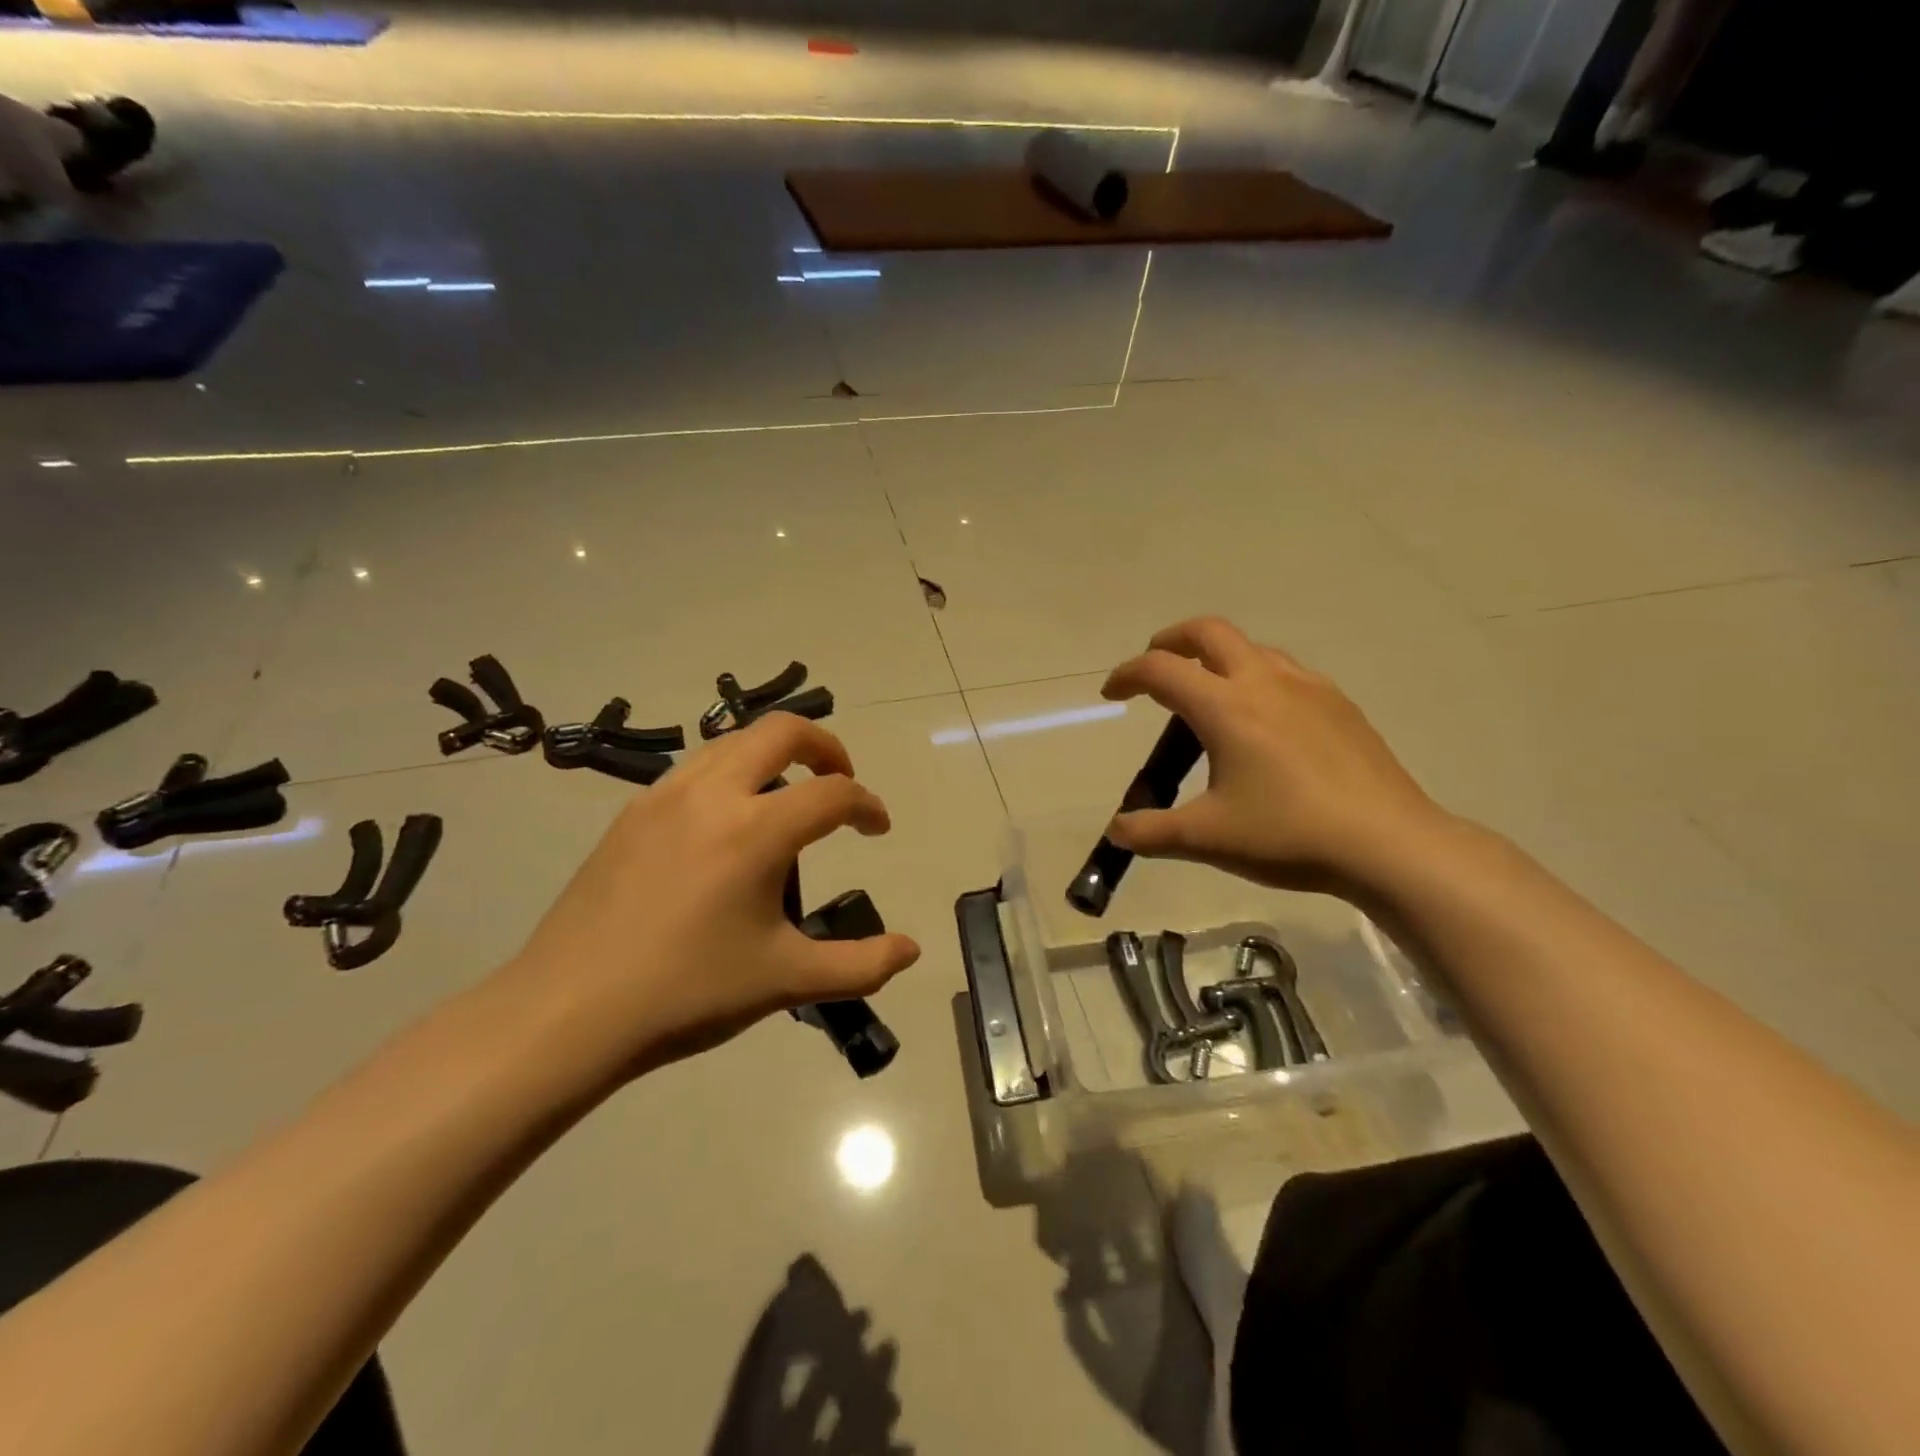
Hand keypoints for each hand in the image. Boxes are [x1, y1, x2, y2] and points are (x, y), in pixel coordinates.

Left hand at [497, 713, 920, 1076]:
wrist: (568, 1011)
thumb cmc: (687, 992)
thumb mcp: (786, 981)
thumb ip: (860, 965)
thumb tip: (910, 951)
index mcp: (756, 830)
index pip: (833, 793)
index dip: (867, 805)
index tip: (878, 829)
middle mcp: (712, 794)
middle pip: (782, 732)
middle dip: (826, 746)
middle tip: (840, 781)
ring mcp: (664, 796)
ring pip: (733, 742)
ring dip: (774, 755)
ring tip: (786, 798)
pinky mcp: (632, 812)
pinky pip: (695, 768)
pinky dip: (731, 773)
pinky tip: (726, 824)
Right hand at [1101, 617, 1453, 897]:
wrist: (1389, 844)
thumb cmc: (1289, 835)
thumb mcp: (1207, 839)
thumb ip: (1151, 832)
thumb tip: (1117, 831)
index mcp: (1226, 707)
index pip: (1161, 669)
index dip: (1127, 674)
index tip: (1112, 694)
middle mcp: (1264, 682)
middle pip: (1208, 632)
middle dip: (1172, 640)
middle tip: (1155, 667)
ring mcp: (1309, 688)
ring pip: (1252, 648)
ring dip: (1217, 657)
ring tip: (1208, 695)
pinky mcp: (1340, 704)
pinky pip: (1287, 671)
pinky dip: (1257, 676)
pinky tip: (1264, 720)